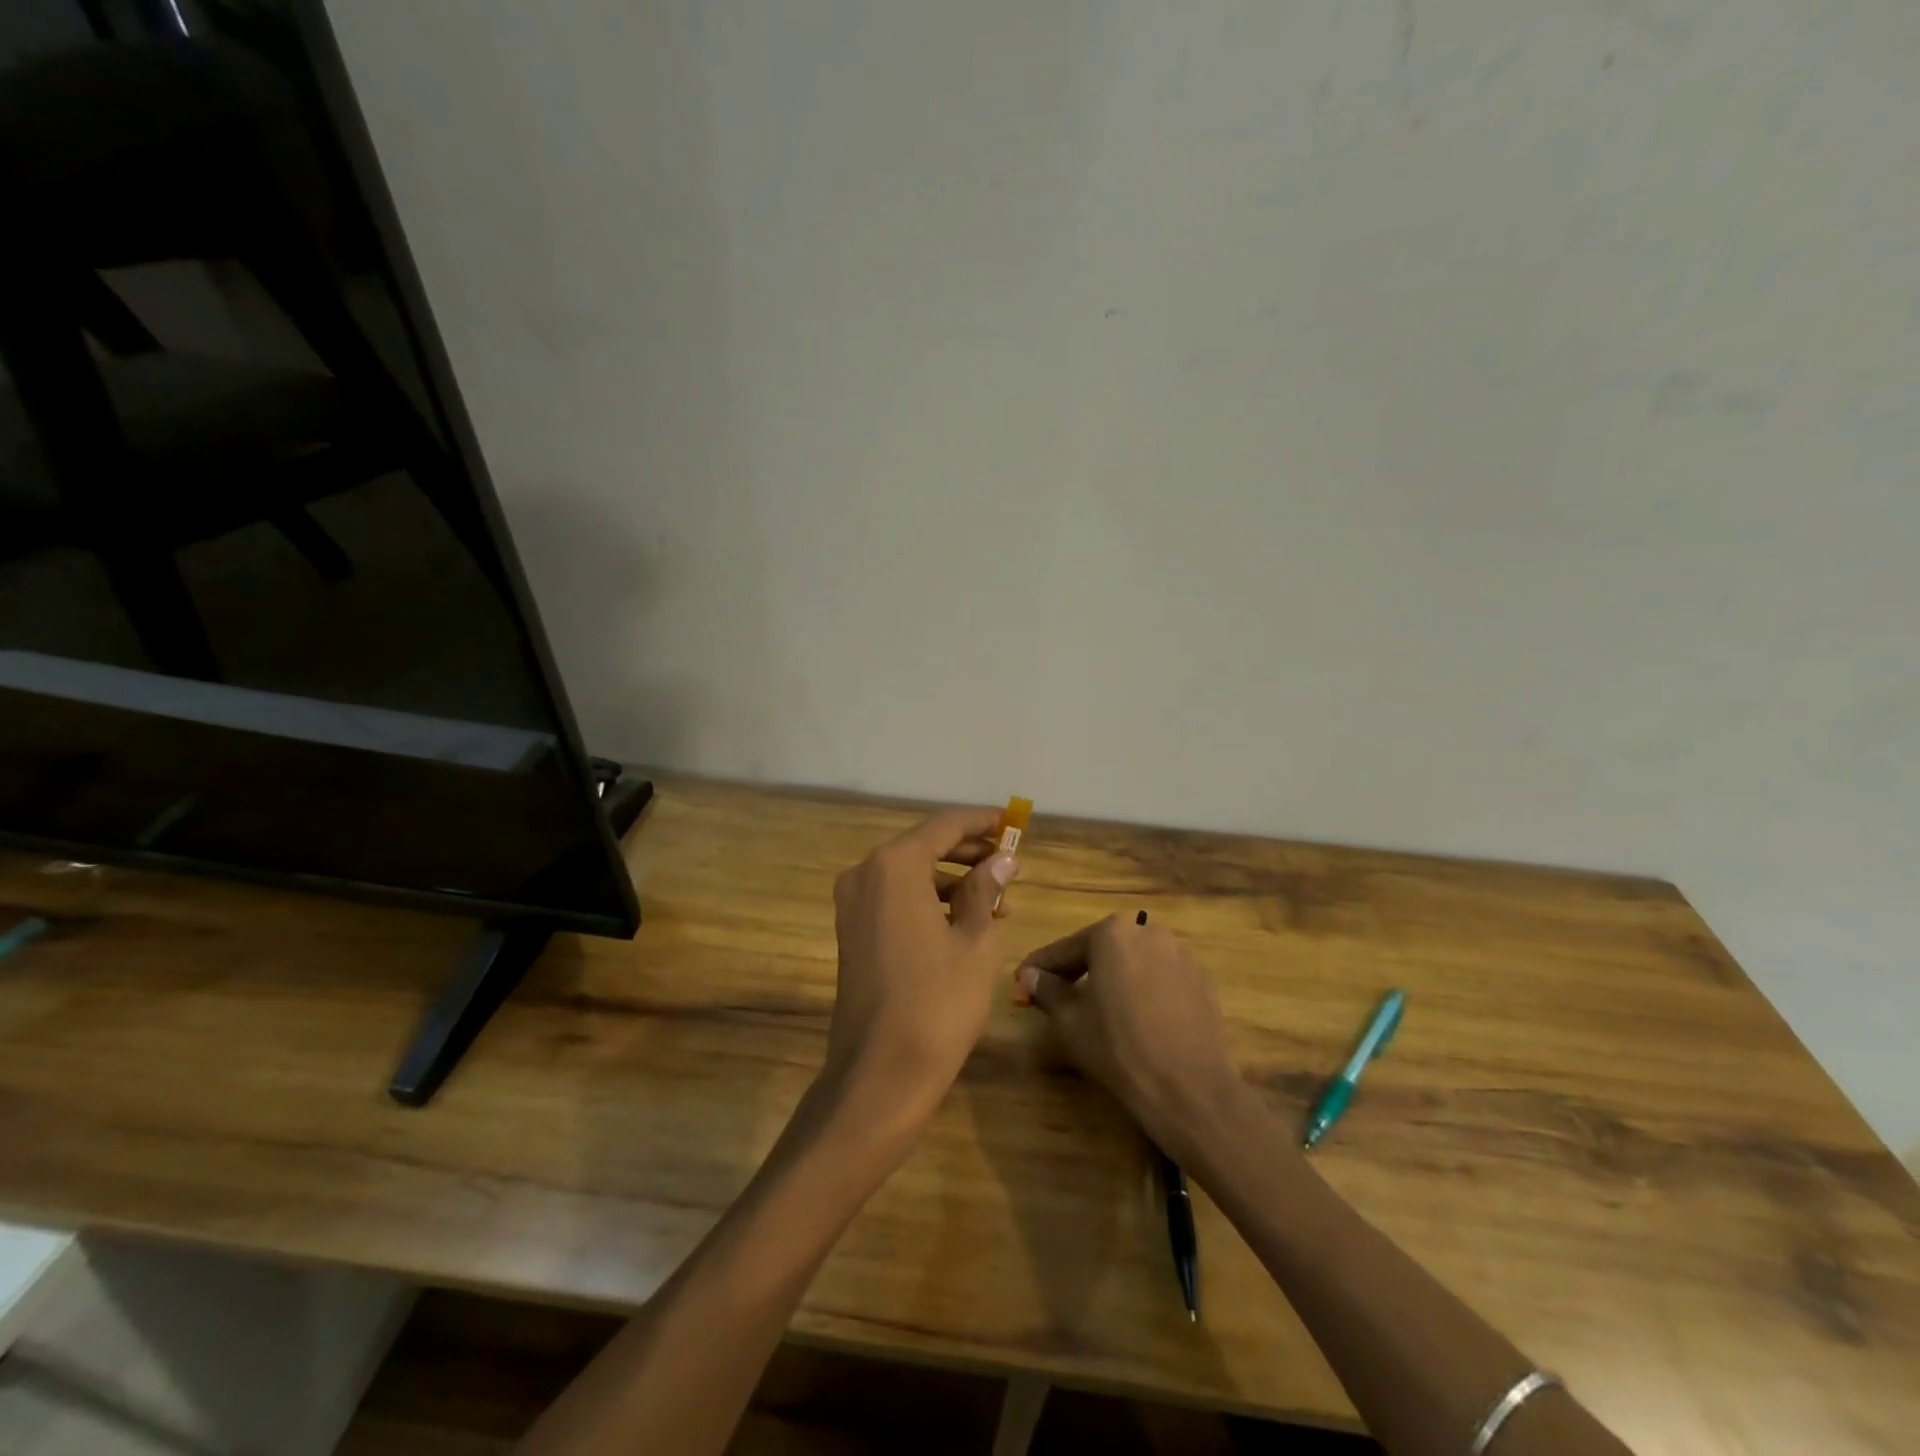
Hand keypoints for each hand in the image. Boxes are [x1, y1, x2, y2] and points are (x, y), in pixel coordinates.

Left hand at [824, 807, 1018, 1124]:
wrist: (880, 1074)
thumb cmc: (938, 1002)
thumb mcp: (975, 941)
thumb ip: (985, 890)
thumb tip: (1001, 860)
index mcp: (894, 866)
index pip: (944, 826)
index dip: (980, 823)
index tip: (1011, 822)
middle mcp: (865, 874)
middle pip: (924, 846)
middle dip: (968, 852)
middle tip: (1009, 860)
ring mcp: (852, 905)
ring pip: (909, 874)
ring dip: (951, 879)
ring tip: (996, 898)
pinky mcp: (852, 932)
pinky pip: (895, 899)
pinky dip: (928, 901)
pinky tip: (963, 920)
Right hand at [1016, 915, 1250, 1163]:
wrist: (1188, 1087)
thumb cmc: (1118, 1047)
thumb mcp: (1070, 1020)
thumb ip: (1047, 989)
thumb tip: (1030, 975)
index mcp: (1112, 933)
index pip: (1066, 949)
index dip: (1041, 967)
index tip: (1022, 980)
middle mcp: (1148, 932)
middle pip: (1103, 949)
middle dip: (1078, 969)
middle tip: (1056, 993)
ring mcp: (1180, 954)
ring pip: (1134, 962)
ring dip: (1113, 978)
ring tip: (1097, 1008)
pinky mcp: (1201, 980)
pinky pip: (1160, 978)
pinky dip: (1143, 990)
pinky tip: (1136, 1018)